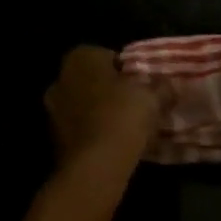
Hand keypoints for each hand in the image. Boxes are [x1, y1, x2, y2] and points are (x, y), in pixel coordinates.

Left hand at [44, 45, 168, 167]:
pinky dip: (92, 134)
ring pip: (83, 107)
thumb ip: (161, 88)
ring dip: (99, 114)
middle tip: (134, 108)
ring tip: (124, 130)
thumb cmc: (123, 117)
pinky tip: (111, 146)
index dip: (127, 72)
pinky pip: (79, 130)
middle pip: (92, 82)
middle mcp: (60, 78)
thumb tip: (168, 85)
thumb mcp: (152, 98)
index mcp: (81, 58)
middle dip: (109, 92)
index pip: (108, 56)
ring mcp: (52, 110)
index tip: (142, 88)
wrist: (96, 163)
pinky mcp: (53, 138)